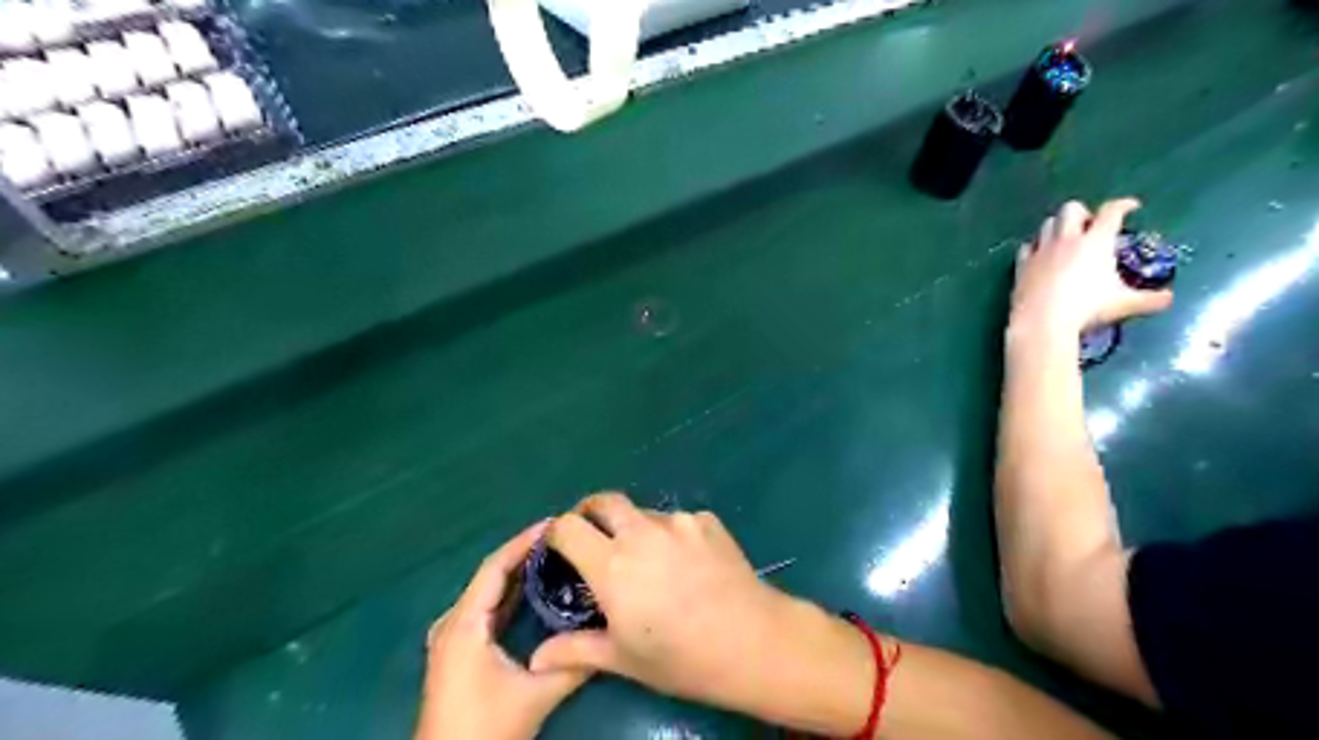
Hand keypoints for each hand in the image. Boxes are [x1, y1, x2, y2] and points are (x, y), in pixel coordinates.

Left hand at [418, 519, 592, 739]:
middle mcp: (453, 622)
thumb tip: (609, 635)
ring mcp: (453, 637)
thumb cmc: (486, 728)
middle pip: (491, 575)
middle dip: (524, 553)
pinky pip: (486, 609)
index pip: (495, 567)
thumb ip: (574, 663)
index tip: (555, 524)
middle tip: (561, 538)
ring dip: (517, 573)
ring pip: (488, 592)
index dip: (524, 542)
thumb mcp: (536, 696)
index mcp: (465, 623)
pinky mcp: (458, 651)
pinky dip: (510, 595)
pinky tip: (534, 591)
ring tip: (553, 556)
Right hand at [528, 492, 873, 733]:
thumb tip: (537, 659)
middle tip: (592, 536)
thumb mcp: (624, 658)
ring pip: (643, 512)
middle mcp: (641, 531)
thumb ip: (576, 650)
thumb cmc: (682, 657)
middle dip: (591, 512)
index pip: (567, 527)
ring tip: (648, 560)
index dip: (555, 532)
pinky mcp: (707, 520)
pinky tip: (687, 563)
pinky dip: (671, 534)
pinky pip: (678, 520)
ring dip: (634, 527)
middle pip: (604, 501)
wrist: (753, 641)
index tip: (557, 548)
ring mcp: (678, 521)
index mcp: (612, 564)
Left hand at [1012, 199, 1173, 339]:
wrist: (1042, 321)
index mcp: (1096, 241)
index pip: (1111, 211)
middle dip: (1084, 213)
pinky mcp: (1021, 265)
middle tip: (1091, 228)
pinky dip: (1035, 246)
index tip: (1131, 207)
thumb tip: (1169, 299)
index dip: (1124, 205)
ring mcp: (1041, 250)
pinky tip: (1040, 256)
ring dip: (1058, 226)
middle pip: (1072, 208)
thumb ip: (1150, 300)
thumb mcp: (1125, 304)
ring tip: (1066, 240)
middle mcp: (1067, 239)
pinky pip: (1027, 246)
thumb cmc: (1087, 309)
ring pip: (1047, 224)